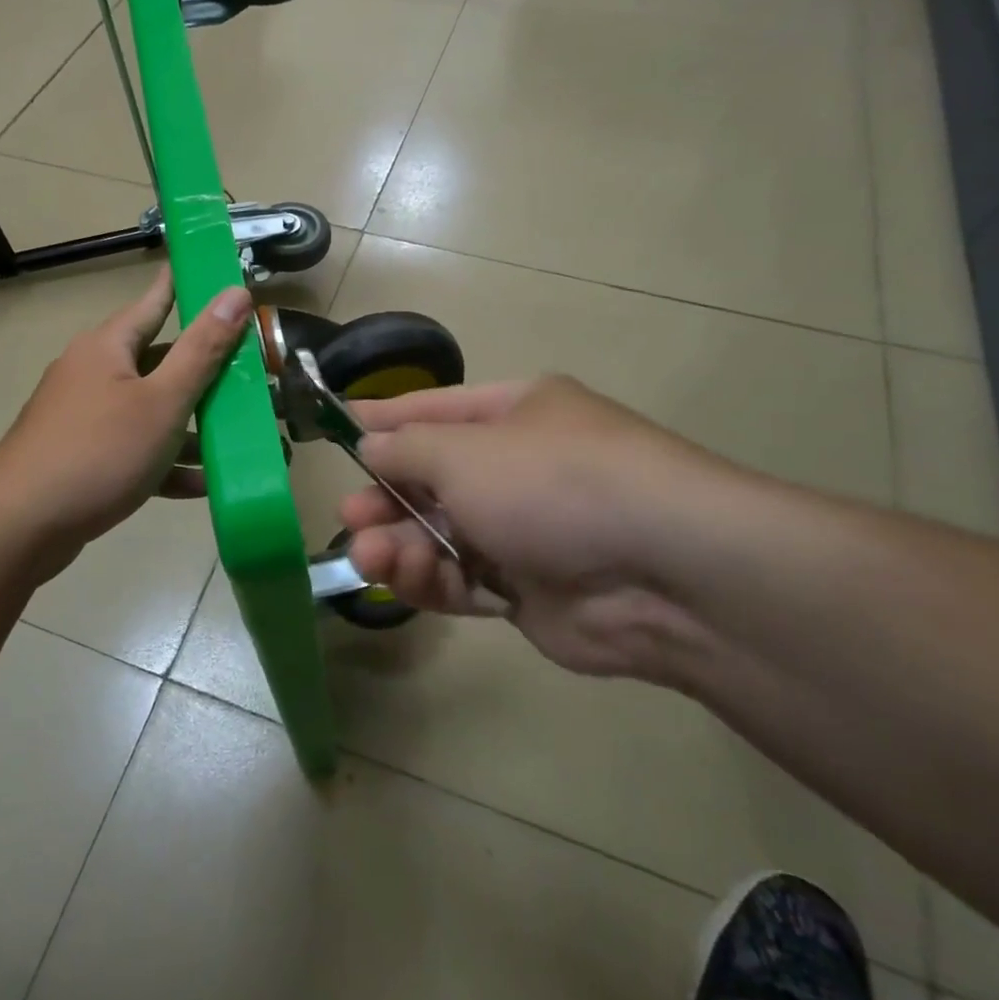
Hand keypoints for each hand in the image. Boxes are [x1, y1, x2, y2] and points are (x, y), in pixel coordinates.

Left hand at [0, 270, 251, 573]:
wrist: (21, 526)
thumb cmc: (98, 451)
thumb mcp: (163, 400)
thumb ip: (202, 350)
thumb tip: (235, 293)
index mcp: (109, 346)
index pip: (156, 300)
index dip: (186, 286)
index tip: (215, 273)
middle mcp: (94, 373)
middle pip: (160, 362)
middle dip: (206, 373)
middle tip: (251, 373)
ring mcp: (86, 417)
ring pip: (151, 411)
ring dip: (193, 427)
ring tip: (241, 440)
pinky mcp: (84, 458)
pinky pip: (135, 449)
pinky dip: (166, 462)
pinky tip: (203, 485)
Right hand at [341, 376, 728, 680]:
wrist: (663, 573)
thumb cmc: (552, 482)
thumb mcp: (464, 451)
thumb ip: (406, 448)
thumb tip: (371, 446)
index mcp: (514, 414)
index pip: (433, 410)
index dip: (383, 419)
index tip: (335, 430)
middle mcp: (518, 467)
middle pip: (432, 480)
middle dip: (387, 498)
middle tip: (351, 516)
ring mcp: (525, 531)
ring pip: (441, 535)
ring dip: (401, 545)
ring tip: (371, 556)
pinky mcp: (527, 589)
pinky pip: (464, 580)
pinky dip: (433, 581)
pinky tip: (408, 580)